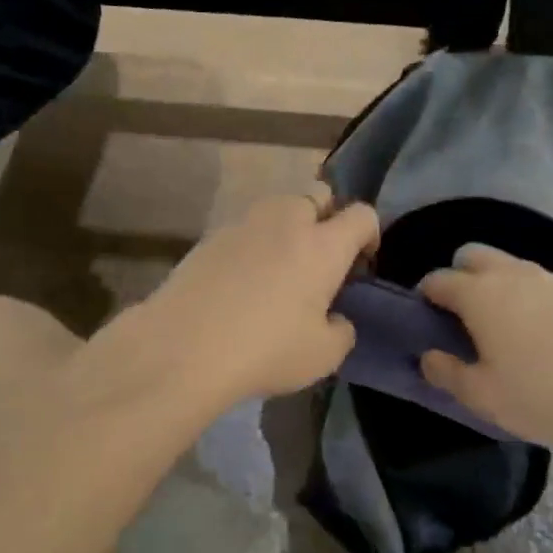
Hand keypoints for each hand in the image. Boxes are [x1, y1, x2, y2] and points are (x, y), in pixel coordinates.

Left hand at [128, 188, 379, 408]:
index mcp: (323, 245)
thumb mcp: (322, 356)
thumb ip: (341, 331)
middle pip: (317, 195)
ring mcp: (243, 224)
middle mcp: (286, 222)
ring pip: (277, 208)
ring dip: (287, 228)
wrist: (183, 348)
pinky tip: (241, 283)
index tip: (360, 263)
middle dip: (326, 218)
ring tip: (279, 270)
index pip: (362, 215)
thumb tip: (336, 320)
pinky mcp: (209, 238)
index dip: (369, 234)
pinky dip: (253, 246)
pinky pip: (244, 230)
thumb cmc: (266, 350)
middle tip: (319, 260)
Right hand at [419, 244, 552, 450]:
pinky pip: (542, 283)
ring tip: (504, 325)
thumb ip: (446, 372)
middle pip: (473, 255)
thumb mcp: (482, 395)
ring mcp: (551, 278)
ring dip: (497, 284)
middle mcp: (512, 274)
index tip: (426, 318)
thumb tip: (428, 356)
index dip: (426, 296)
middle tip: (463, 316)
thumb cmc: (541, 396)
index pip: (438, 279)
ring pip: (510, 266)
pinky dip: (530, 296)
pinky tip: (543, 332)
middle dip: (460, 276)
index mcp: (480, 294)